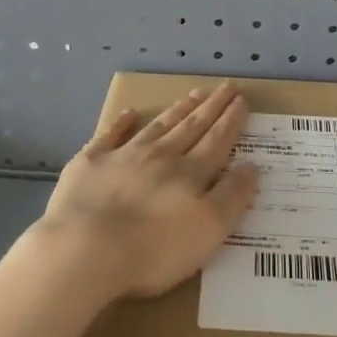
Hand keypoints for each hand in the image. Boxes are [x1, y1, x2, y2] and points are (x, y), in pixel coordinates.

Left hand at [31, 84, 259, 302]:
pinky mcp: (91, 163)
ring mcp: (124, 155)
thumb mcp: (208, 230)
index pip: (217, 141)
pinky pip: (111, 135)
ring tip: (193, 94)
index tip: (242, 100)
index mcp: (190, 173)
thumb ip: (232, 197)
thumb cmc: (153, 249)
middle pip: (191, 127)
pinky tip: (129, 113)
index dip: (231, 121)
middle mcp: (161, 156)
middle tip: (226, 87)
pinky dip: (122, 123)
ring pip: (158, 126)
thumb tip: (251, 166)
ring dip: (178, 110)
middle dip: (211, 107)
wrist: (86, 249)